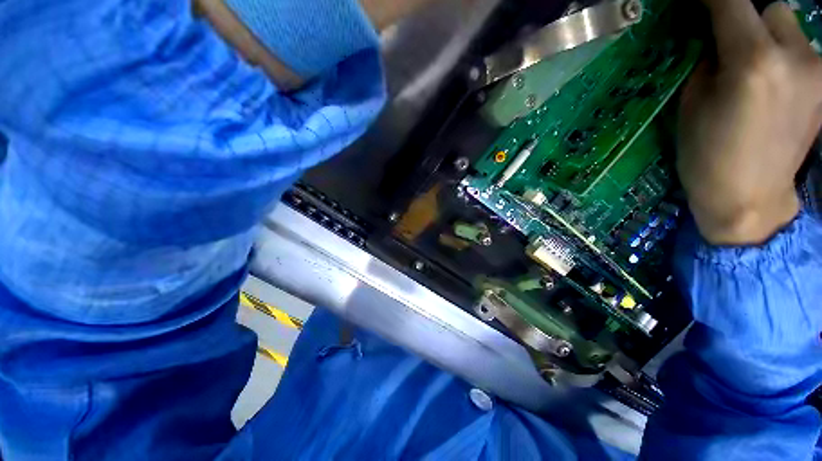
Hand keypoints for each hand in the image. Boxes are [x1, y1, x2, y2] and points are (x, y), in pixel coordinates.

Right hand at [677, 0, 821, 244]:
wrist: (750, 198)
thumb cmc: (707, 156)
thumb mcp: (692, 105)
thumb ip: (709, 62)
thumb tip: (716, 38)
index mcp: (753, 62)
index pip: (731, 2)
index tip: (700, 2)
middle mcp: (795, 57)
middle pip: (774, 8)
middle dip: (751, 18)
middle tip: (733, 43)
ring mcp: (818, 73)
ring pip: (793, 30)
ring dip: (771, 39)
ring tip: (757, 70)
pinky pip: (803, 54)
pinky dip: (786, 59)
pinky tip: (775, 87)